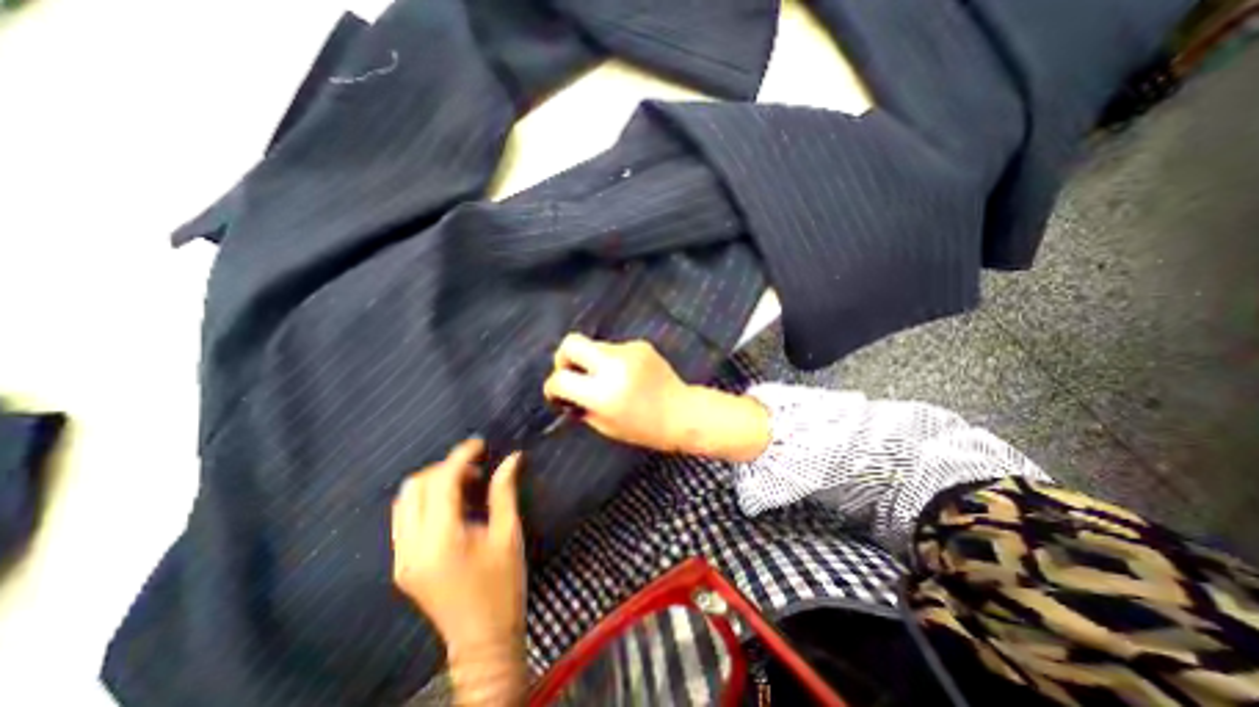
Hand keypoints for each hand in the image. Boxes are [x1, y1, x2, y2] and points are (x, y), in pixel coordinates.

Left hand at [395, 438, 527, 699]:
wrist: (482, 639)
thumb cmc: (503, 584)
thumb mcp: (509, 534)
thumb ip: (504, 492)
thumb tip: (512, 458)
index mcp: (441, 539)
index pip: (442, 482)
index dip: (461, 456)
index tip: (481, 443)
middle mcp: (411, 547)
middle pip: (415, 487)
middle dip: (445, 467)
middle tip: (476, 465)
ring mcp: (401, 558)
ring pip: (405, 501)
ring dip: (433, 482)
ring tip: (466, 482)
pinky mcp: (403, 564)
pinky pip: (405, 518)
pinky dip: (427, 500)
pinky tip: (453, 502)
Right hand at [548, 331, 693, 453]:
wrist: (682, 412)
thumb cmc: (644, 428)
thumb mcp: (606, 426)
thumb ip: (581, 406)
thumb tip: (565, 392)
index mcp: (603, 393)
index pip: (561, 379)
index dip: (552, 387)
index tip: (556, 393)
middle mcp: (613, 366)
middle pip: (571, 342)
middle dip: (563, 357)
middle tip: (571, 372)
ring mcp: (628, 351)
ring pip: (594, 346)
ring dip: (592, 361)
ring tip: (608, 379)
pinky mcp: (640, 345)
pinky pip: (615, 349)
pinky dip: (613, 361)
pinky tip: (628, 375)